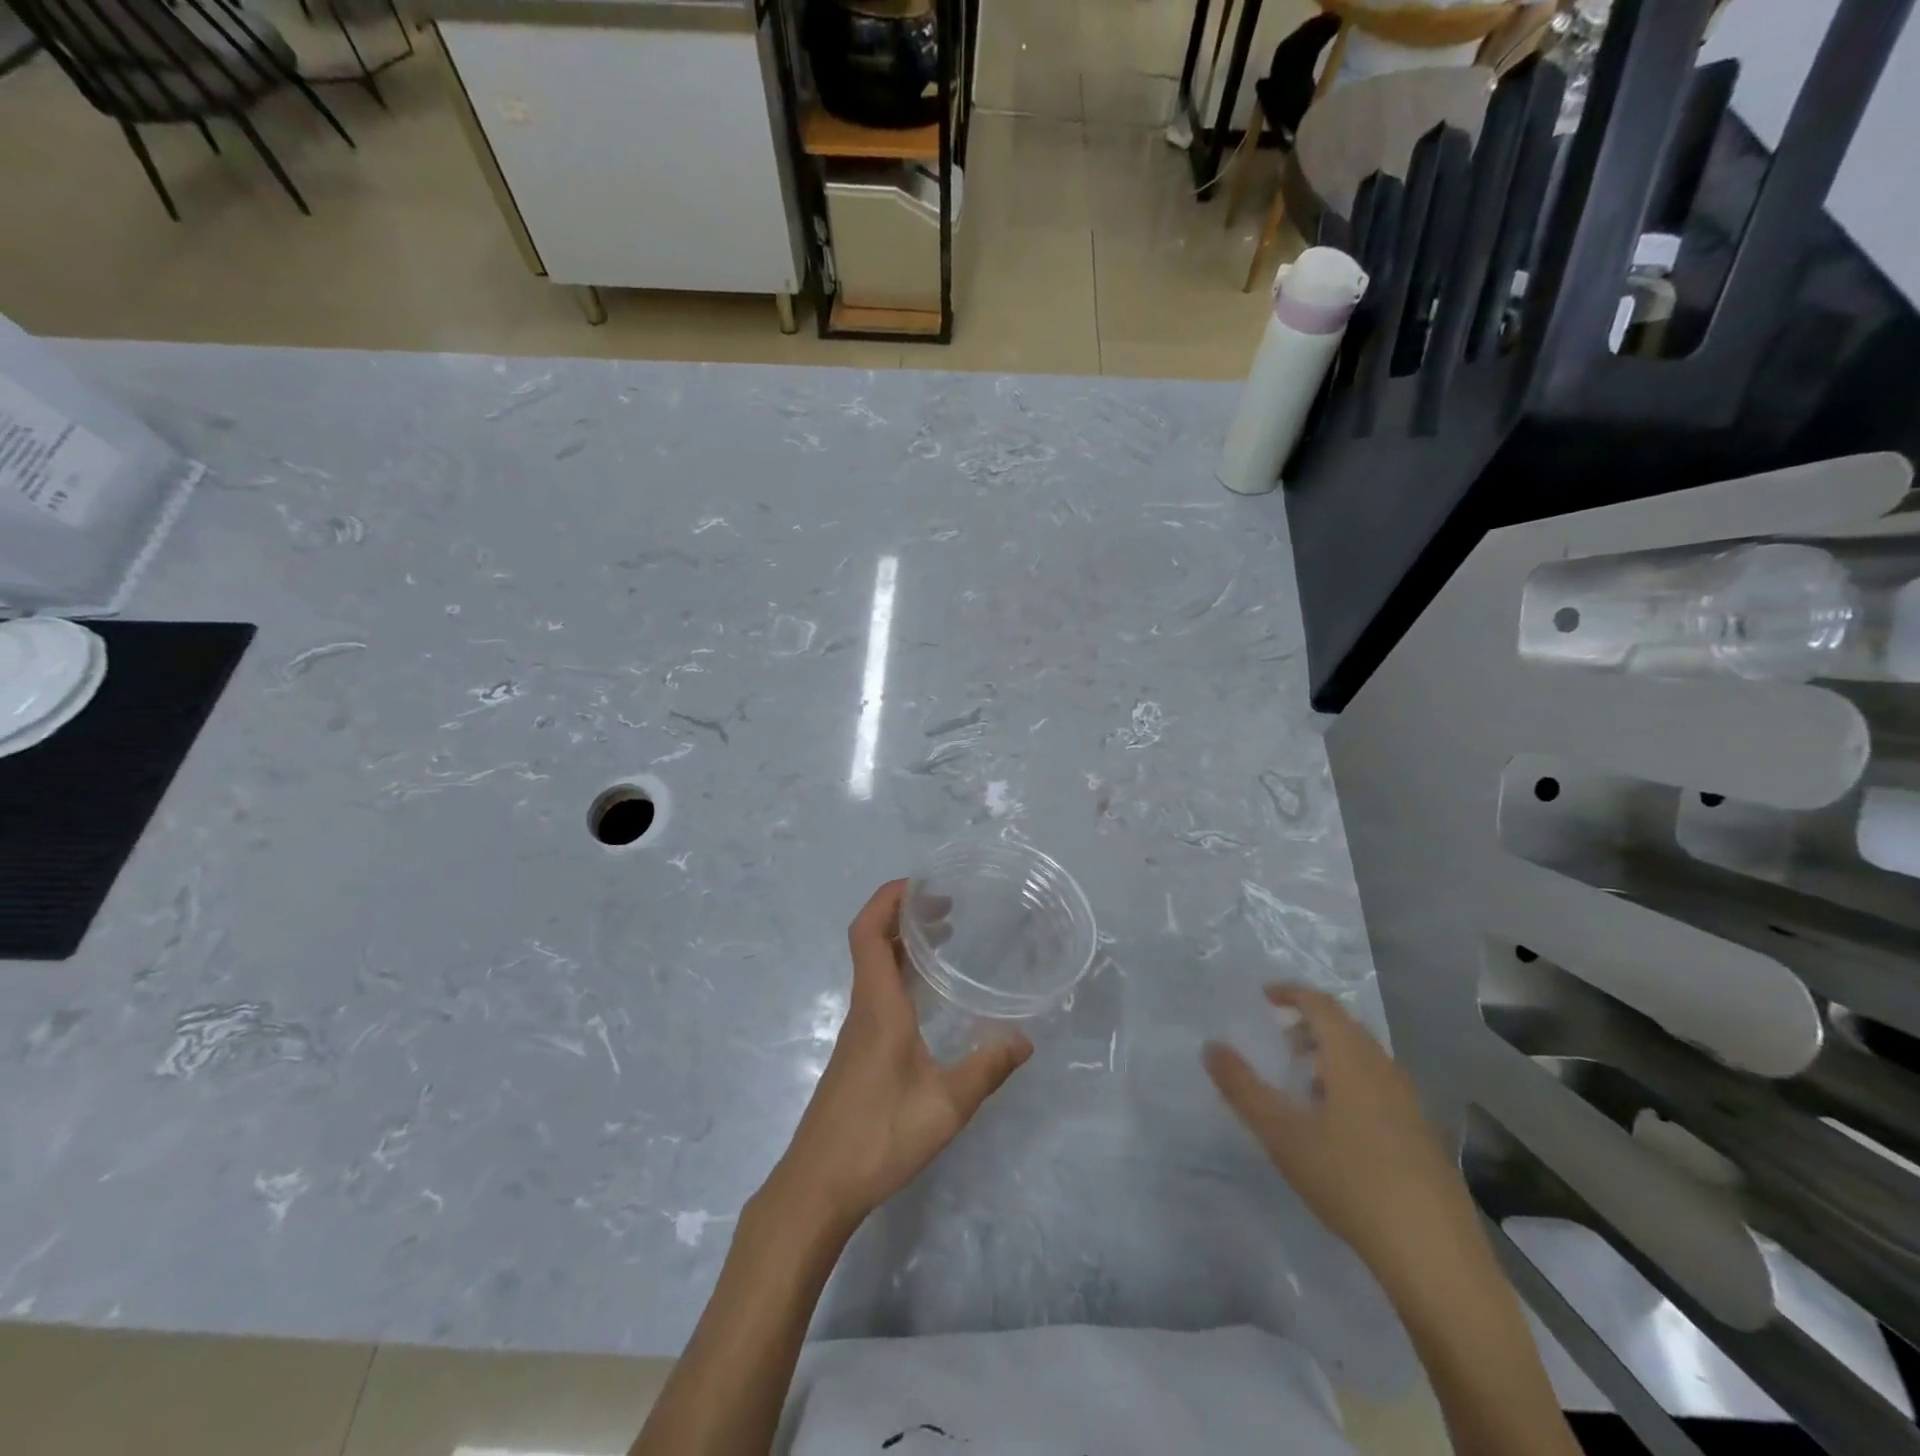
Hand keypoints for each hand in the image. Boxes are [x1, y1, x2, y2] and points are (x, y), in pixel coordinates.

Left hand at [766, 880, 1032, 1234]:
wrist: (817, 1187)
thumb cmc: (878, 1138)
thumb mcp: (945, 1106)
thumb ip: (986, 1069)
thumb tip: (1025, 1038)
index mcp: (878, 1006)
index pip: (868, 932)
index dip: (888, 898)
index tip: (923, 884)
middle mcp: (864, 1008)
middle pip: (871, 941)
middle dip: (903, 913)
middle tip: (947, 907)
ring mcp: (857, 1031)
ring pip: (874, 967)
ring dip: (903, 943)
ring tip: (944, 938)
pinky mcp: (858, 1052)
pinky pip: (878, 992)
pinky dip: (901, 974)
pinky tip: (929, 995)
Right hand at [1204, 986, 1484, 1287]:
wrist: (1434, 1255)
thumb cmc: (1350, 1180)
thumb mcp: (1282, 1133)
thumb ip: (1242, 1087)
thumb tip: (1210, 1046)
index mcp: (1353, 1059)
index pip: (1320, 1005)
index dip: (1291, 994)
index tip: (1263, 997)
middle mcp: (1385, 1070)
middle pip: (1345, 1028)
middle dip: (1308, 1026)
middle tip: (1278, 1044)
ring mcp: (1409, 1104)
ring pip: (1364, 1060)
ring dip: (1329, 1057)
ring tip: (1301, 1086)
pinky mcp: (1421, 1137)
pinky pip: (1378, 1088)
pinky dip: (1349, 1085)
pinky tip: (1335, 1128)